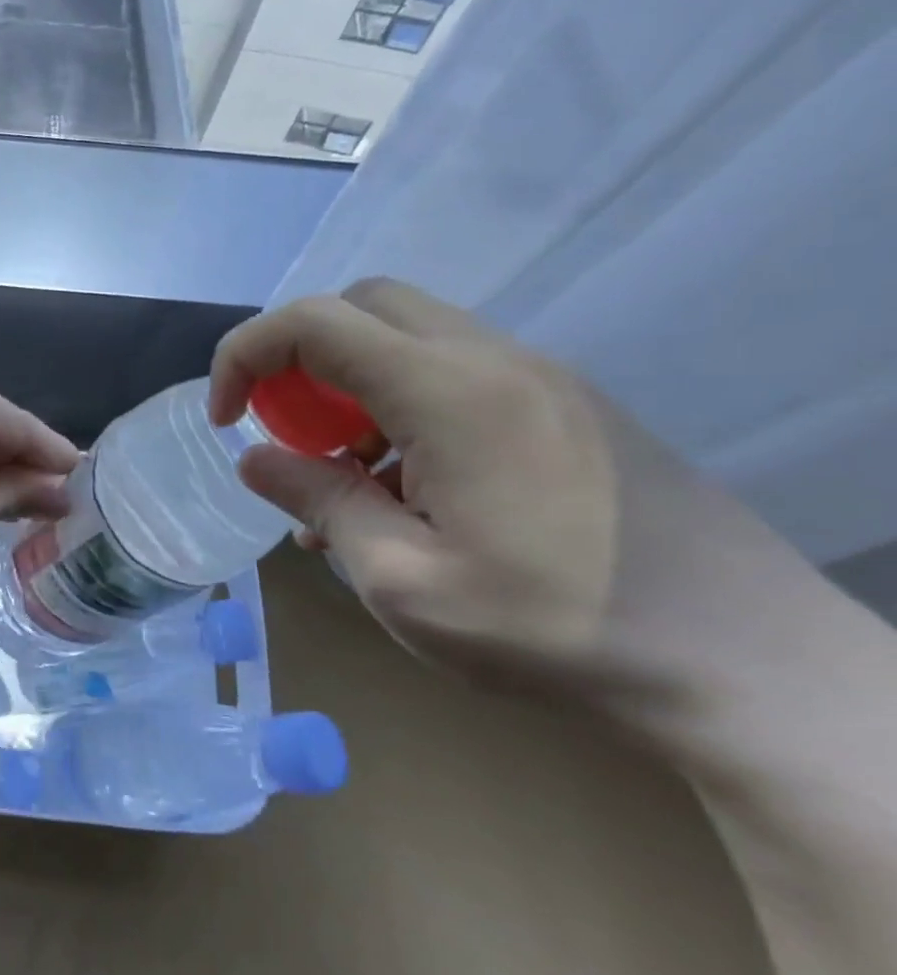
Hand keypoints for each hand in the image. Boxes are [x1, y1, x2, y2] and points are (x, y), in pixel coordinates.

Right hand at [209, 278, 814, 719]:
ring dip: (350, 383)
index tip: (225, 421)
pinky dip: (398, 403)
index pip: (313, 322)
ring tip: (347, 474)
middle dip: (297, 356)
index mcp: (449, 393)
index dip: (245, 356)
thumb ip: (320, 502)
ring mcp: (540, 378)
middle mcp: (495, 361)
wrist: (750, 670)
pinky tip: (409, 487)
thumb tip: (254, 459)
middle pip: (362, 304)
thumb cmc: (555, 630)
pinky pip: (454, 372)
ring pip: (409, 335)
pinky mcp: (568, 406)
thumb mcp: (403, 582)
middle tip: (285, 430)